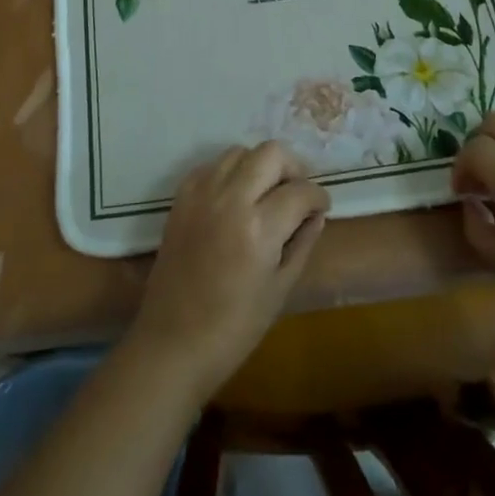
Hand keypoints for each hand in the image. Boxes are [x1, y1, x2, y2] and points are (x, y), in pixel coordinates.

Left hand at [125, 141, 329, 403]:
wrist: (173, 343)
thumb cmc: (234, 328)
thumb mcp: (280, 289)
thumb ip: (302, 243)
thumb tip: (316, 215)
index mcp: (259, 228)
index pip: (300, 191)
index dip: (318, 197)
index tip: (321, 207)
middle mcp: (229, 199)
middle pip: (271, 153)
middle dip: (292, 168)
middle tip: (297, 193)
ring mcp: (201, 194)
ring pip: (240, 151)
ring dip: (259, 166)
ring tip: (266, 194)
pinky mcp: (181, 199)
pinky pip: (211, 166)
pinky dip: (229, 173)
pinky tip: (236, 199)